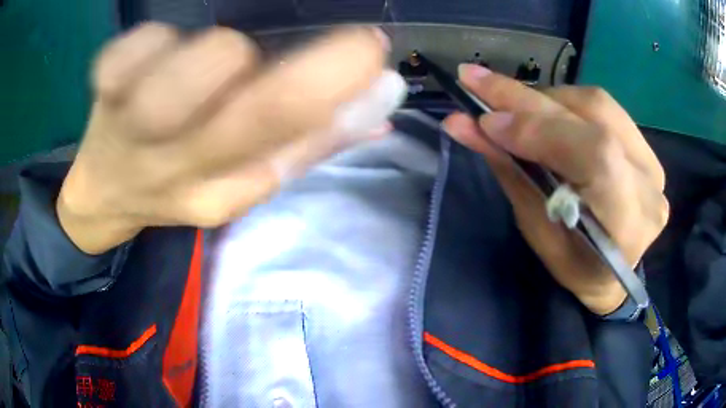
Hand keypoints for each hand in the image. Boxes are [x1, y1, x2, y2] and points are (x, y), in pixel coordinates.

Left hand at [57, 23, 404, 253]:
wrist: (105, 193)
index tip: (369, 47)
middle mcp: (181, 165)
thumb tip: (384, 96)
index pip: (292, 134)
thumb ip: (313, 140)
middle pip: (256, 105)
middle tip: (308, 47)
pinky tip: (153, 56)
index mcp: (224, 190)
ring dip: (223, 53)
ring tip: (209, 65)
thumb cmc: (176, 185)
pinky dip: (153, 38)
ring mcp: (134, 126)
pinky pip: (134, 45)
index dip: (339, 80)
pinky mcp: (104, 92)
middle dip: (314, 63)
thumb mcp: (244, 181)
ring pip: (200, 62)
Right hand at [443, 64, 668, 314]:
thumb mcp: (537, 229)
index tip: (487, 122)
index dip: (542, 131)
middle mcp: (648, 186)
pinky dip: (565, 103)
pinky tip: (543, 112)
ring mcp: (651, 162)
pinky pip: (603, 107)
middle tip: (476, 80)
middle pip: (593, 120)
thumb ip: (510, 170)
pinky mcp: (645, 146)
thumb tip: (462, 123)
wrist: (612, 270)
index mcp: (628, 225)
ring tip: (509, 104)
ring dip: (546, 99)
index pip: (596, 158)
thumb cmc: (573, 264)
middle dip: (528, 100)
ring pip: (596, 104)